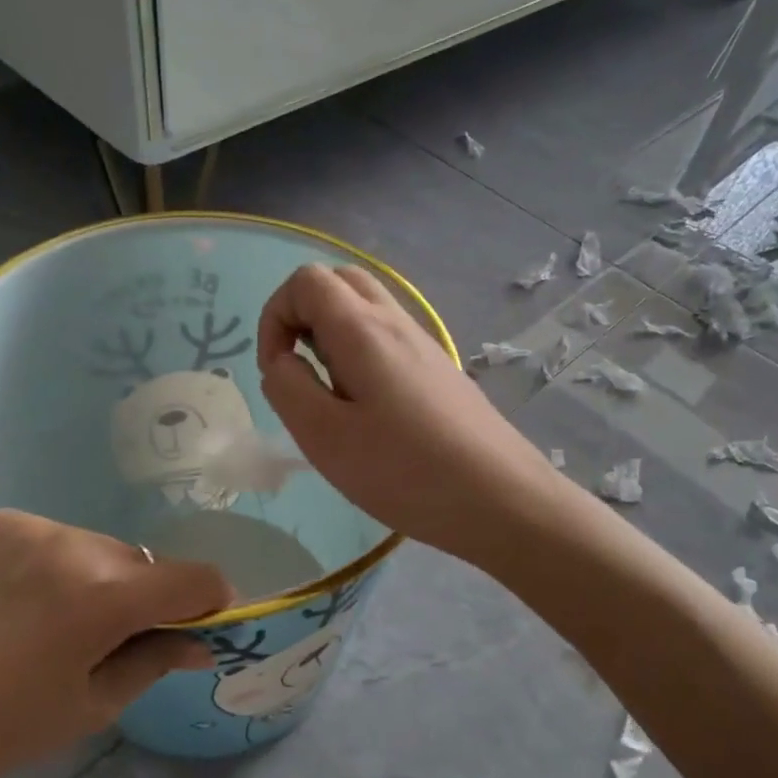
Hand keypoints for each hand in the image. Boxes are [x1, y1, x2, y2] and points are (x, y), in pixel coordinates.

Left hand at [0, 512, 231, 777]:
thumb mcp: (91, 706)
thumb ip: (156, 661)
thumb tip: (201, 643)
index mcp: (106, 595)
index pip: (196, 579)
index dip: (209, 603)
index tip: (193, 630)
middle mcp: (75, 543)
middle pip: (144, 563)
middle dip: (144, 598)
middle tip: (108, 642)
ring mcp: (31, 526)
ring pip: (99, 548)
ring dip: (98, 579)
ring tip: (53, 623)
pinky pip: (53, 539)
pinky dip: (55, 566)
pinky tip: (19, 603)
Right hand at [258, 264, 555, 562]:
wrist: (501, 497)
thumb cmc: (406, 471)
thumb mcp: (326, 438)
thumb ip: (288, 389)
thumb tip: (283, 362)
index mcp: (363, 329)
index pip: (306, 280)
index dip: (275, 316)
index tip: (277, 371)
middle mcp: (396, 323)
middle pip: (340, 283)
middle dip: (303, 318)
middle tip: (302, 375)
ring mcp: (424, 346)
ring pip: (367, 312)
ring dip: (334, 341)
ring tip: (335, 402)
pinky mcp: (440, 372)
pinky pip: (390, 342)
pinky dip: (363, 359)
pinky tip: (371, 415)